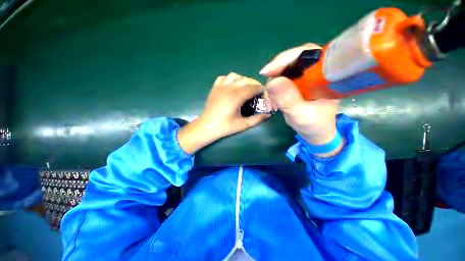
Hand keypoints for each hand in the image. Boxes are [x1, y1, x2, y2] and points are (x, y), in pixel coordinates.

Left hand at [178, 72, 269, 153]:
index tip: (265, 93)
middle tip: (258, 92)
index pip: (252, 87)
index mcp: (236, 97)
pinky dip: (231, 79)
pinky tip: (233, 86)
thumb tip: (268, 114)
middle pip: (245, 79)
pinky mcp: (214, 88)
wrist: (206, 127)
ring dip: (243, 80)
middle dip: (254, 84)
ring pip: (235, 76)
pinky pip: (224, 78)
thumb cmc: (224, 127)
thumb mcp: (242, 125)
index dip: (261, 89)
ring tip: (246, 88)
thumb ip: (257, 119)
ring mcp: (220, 86)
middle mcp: (228, 88)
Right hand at [260, 44, 341, 155]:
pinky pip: (280, 81)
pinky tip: (271, 103)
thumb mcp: (301, 115)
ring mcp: (305, 77)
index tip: (267, 72)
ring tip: (270, 104)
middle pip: (291, 61)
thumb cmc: (314, 126)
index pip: (306, 54)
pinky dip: (272, 91)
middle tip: (267, 91)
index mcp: (326, 74)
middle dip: (275, 75)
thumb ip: (288, 100)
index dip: (285, 59)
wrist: (315, 133)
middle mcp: (316, 71)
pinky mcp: (296, 84)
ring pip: (283, 72)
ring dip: (272, 87)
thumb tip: (273, 82)